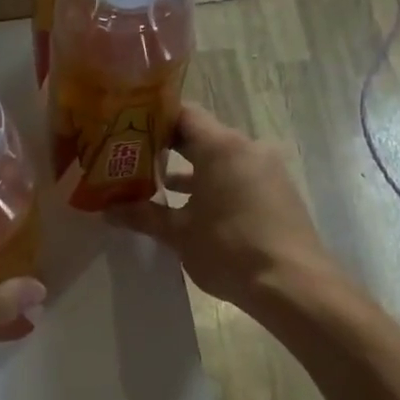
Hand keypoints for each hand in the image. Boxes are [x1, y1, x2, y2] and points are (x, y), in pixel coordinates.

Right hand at [107, 102, 332, 309]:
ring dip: (191, 172)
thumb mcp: (179, 234)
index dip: (152, 121)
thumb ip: (143, 216)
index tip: (127, 134)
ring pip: (221, 159)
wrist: (292, 284)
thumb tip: (107, 211)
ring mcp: (267, 169)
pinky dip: (214, 185)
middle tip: (133, 162)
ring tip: (156, 187)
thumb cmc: (229, 250)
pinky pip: (239, 177)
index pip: (182, 114)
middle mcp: (248, 148)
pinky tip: (192, 209)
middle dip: (168, 149)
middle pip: (202, 136)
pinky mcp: (278, 192)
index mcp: (221, 146)